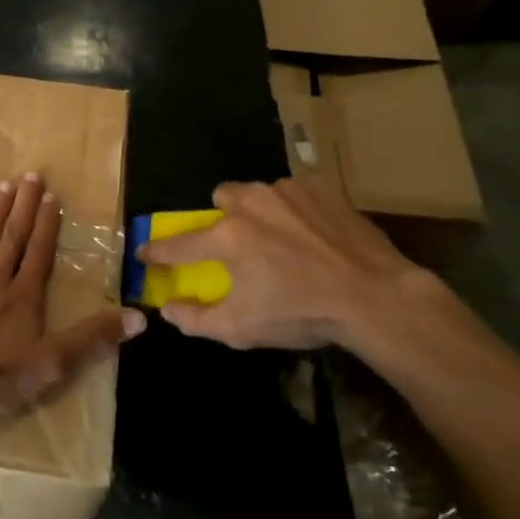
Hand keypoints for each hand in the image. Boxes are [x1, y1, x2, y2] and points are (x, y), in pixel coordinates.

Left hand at [0, 173, 144, 419]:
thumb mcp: (53, 363)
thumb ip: (93, 337)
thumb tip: (140, 316)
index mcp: (24, 295)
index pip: (40, 252)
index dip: (48, 225)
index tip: (53, 196)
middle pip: (13, 237)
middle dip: (25, 206)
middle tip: (32, 174)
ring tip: (5, 185)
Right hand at [136, 176, 442, 358]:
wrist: (375, 296)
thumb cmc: (302, 314)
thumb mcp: (241, 329)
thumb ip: (195, 319)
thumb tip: (166, 309)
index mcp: (227, 237)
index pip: (178, 244)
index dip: (157, 251)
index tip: (144, 252)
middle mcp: (250, 203)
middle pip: (221, 198)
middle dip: (223, 218)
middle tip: (239, 245)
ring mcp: (288, 191)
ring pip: (258, 192)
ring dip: (259, 211)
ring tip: (281, 240)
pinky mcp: (321, 189)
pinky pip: (294, 194)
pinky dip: (294, 211)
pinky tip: (312, 236)